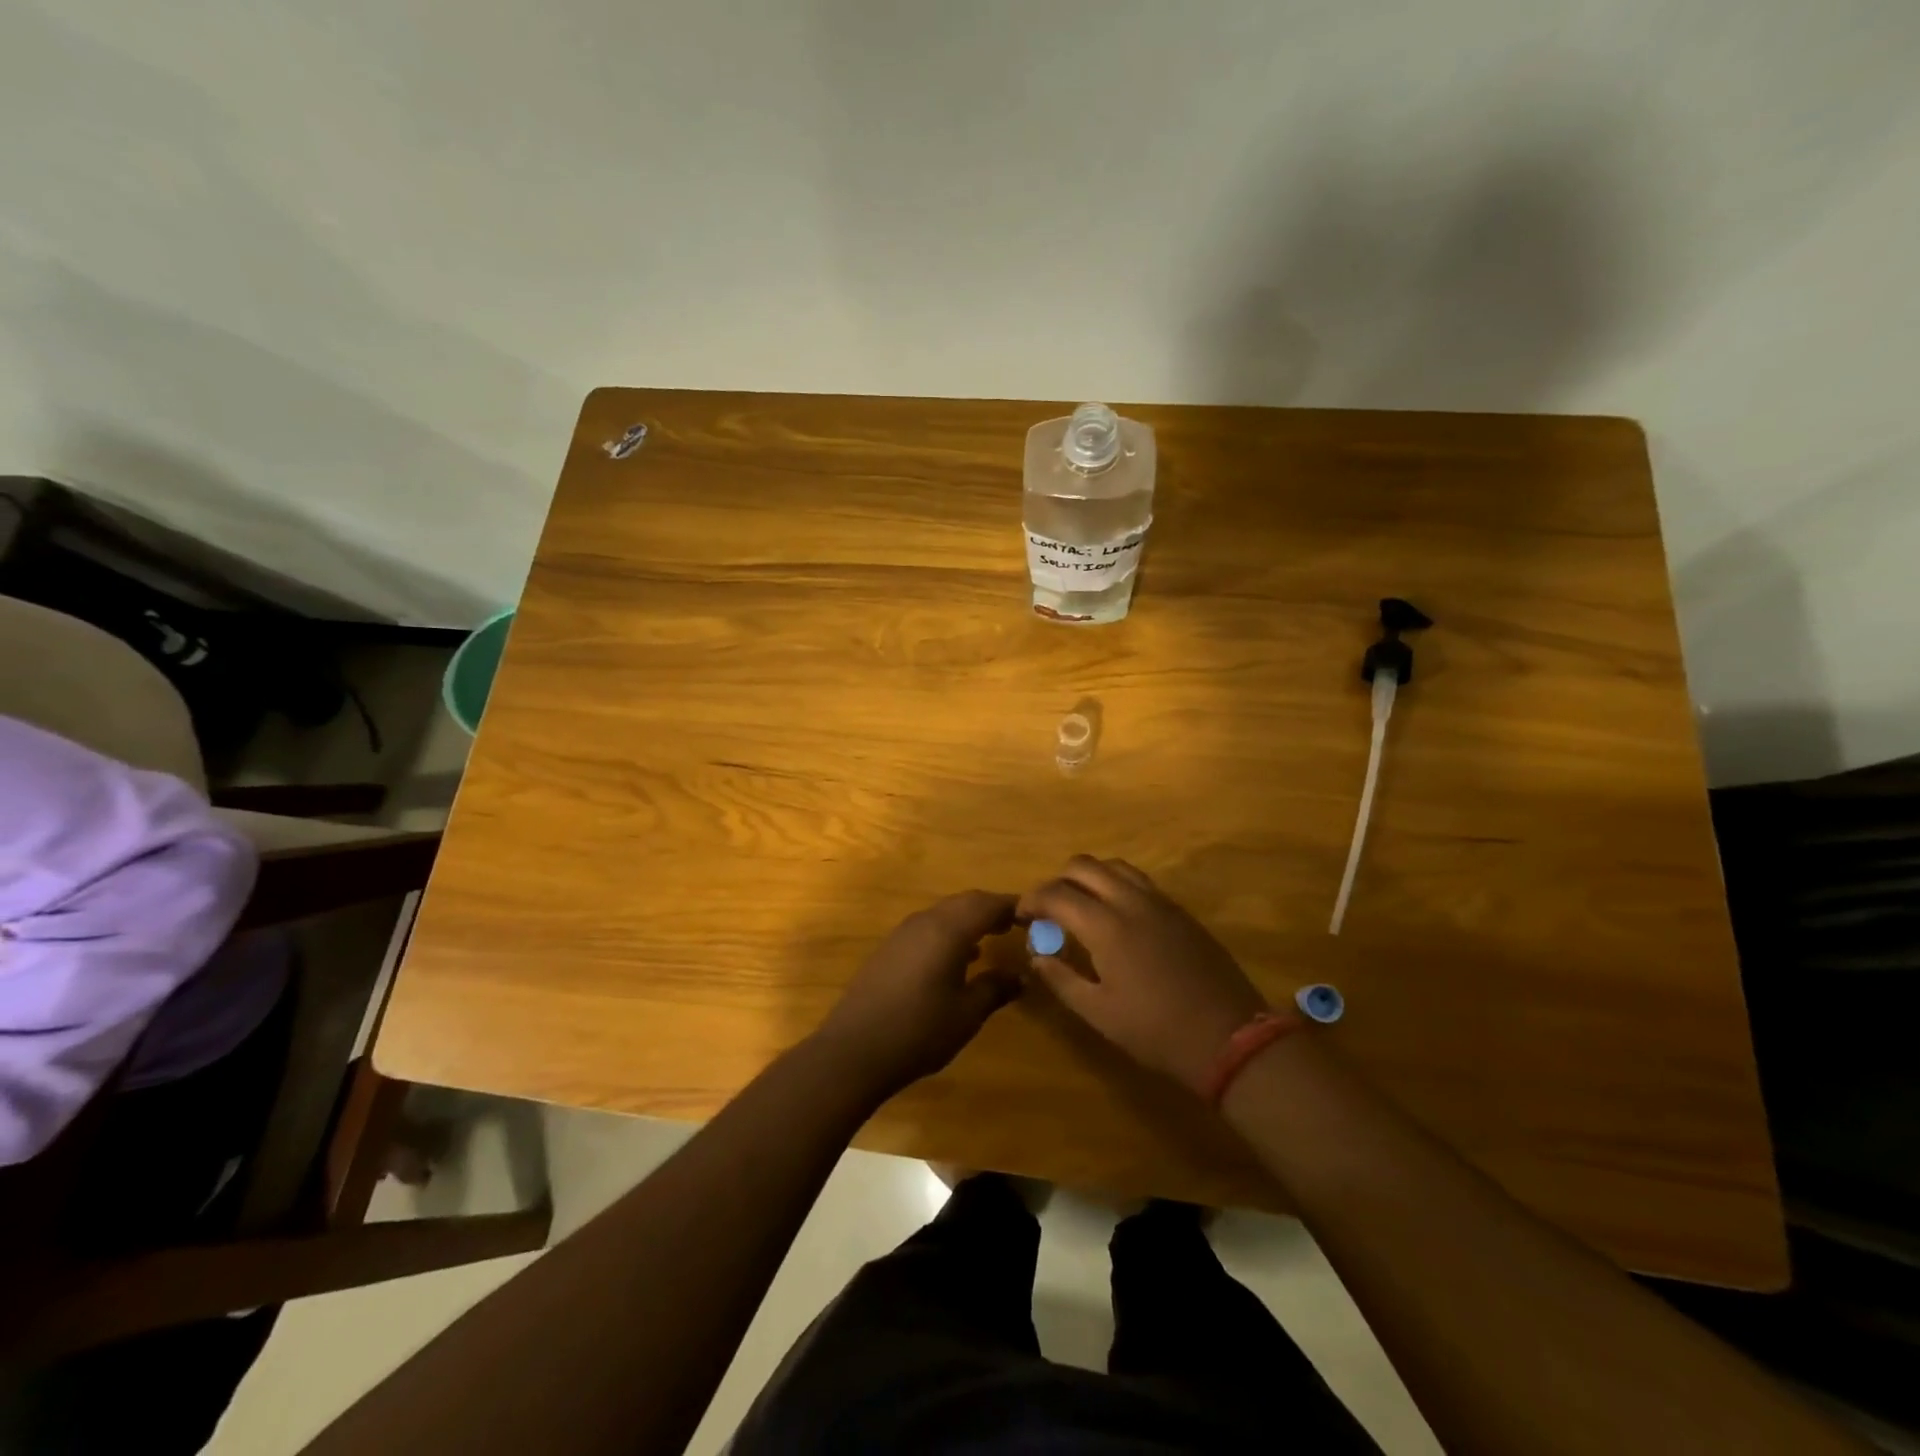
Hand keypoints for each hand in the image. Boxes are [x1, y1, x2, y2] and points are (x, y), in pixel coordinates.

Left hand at [812, 890, 1021, 1098]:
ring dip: (968, 921)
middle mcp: (924, 922)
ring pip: (943, 913)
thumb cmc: (919, 1031)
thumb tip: (1020, 975)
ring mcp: (902, 934)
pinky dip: (948, 933)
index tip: (1034, 915)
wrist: (854, 1050)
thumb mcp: (967, 1014)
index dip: (1012, 906)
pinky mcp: (889, 949)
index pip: (987, 904)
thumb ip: (995, 989)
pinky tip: (956, 960)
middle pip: (964, 902)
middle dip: (990, 909)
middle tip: (1015, 924)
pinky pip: (927, 928)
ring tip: (990, 939)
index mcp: (948, 930)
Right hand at [1019, 856, 1266, 1092]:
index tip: (1020, 916)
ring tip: (1080, 907)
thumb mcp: (1098, 1013)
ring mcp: (1160, 902)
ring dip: (1089, 878)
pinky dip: (1116, 885)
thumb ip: (1061, 978)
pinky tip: (1115, 915)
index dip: (1032, 900)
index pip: (1057, 894)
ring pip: (1114, 866)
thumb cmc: (1156, 1031)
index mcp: (1107, 926)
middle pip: (1084, 866)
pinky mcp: (1180, 910)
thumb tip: (1037, 955)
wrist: (1228, 1036)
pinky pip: (1139, 880)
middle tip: (1049, 910)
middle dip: (1057, 881)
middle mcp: (1131, 901)